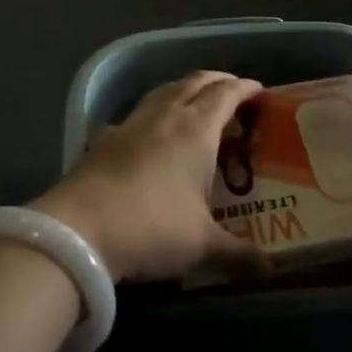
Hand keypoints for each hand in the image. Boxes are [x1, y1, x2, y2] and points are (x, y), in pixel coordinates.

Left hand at [33, 71, 266, 281]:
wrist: (80, 228)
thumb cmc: (153, 227)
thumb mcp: (202, 245)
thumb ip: (238, 254)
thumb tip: (271, 271)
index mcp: (196, 130)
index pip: (225, 95)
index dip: (244, 88)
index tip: (259, 90)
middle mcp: (165, 116)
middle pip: (194, 83)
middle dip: (215, 80)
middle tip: (231, 88)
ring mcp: (131, 123)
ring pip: (163, 91)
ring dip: (183, 89)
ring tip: (193, 100)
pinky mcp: (105, 137)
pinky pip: (136, 114)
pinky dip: (151, 114)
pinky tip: (148, 131)